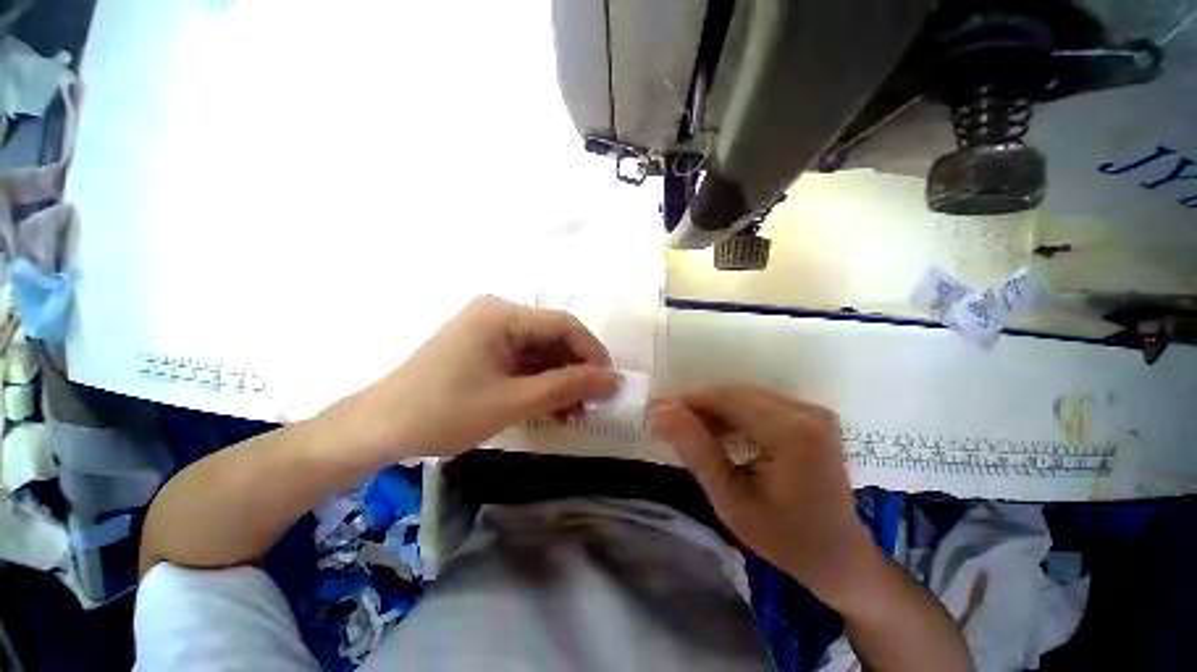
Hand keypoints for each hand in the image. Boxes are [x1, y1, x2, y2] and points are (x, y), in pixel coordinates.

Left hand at [325, 296, 617, 460]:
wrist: (378, 429)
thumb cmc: (443, 412)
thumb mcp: (512, 401)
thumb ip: (565, 387)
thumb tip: (611, 380)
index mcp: (502, 315)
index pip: (564, 325)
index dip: (592, 352)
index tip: (608, 383)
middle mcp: (499, 315)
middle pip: (553, 338)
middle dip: (576, 370)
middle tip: (592, 402)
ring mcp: (490, 332)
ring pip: (541, 352)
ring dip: (560, 380)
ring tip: (575, 411)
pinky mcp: (484, 350)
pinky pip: (524, 362)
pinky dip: (541, 383)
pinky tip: (553, 406)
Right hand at [650, 384, 879, 608]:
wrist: (840, 557)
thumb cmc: (785, 540)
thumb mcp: (731, 501)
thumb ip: (696, 451)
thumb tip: (660, 412)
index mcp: (793, 434)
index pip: (726, 398)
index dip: (687, 401)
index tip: (658, 414)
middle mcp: (807, 412)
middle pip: (735, 393)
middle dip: (699, 406)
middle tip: (672, 428)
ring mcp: (812, 411)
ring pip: (745, 395)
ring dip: (715, 410)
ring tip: (693, 435)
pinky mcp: (811, 415)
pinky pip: (760, 403)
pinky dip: (734, 415)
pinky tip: (721, 435)